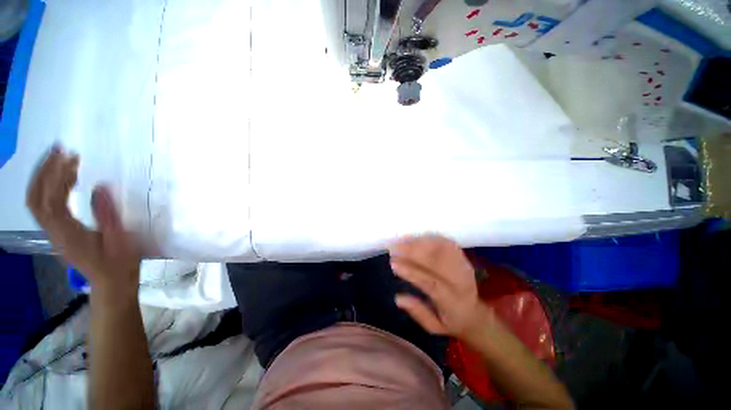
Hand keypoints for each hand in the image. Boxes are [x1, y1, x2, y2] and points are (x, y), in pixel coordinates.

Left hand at [26, 146, 140, 296]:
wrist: (112, 283)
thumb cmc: (119, 263)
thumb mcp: (120, 240)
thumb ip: (108, 215)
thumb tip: (100, 186)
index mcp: (67, 233)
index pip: (51, 200)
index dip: (57, 176)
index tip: (72, 157)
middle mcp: (53, 231)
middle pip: (35, 198)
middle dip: (44, 171)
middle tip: (61, 150)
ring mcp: (53, 232)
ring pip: (36, 201)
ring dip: (44, 177)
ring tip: (61, 159)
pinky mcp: (58, 232)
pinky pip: (45, 206)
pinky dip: (49, 187)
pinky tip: (64, 180)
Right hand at [389, 234, 484, 337]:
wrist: (476, 315)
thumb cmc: (451, 322)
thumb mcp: (434, 327)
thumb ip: (417, 312)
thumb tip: (398, 298)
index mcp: (452, 302)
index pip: (430, 283)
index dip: (411, 271)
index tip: (393, 263)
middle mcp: (460, 281)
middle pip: (435, 260)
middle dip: (412, 251)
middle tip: (394, 247)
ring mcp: (464, 267)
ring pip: (441, 249)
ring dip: (420, 242)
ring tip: (403, 240)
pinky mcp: (463, 259)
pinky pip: (448, 244)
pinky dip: (432, 238)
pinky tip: (418, 237)